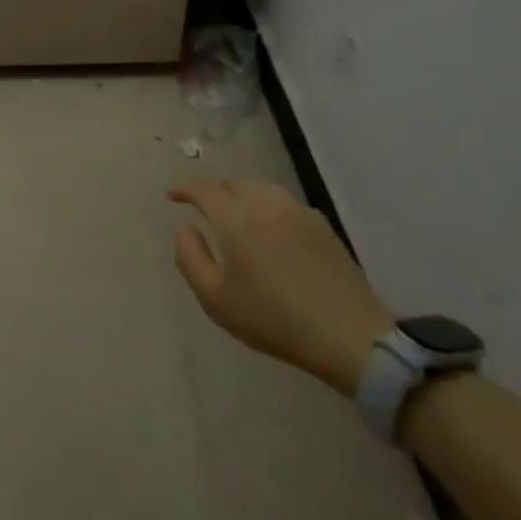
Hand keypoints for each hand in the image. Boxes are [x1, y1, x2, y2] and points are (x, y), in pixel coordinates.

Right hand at [168, 179, 391, 395]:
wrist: (348, 334)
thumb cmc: (272, 318)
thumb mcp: (215, 298)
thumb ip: (190, 257)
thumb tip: (183, 228)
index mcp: (236, 218)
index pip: (204, 189)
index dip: (185, 189)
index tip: (172, 196)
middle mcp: (266, 204)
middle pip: (233, 185)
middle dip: (213, 192)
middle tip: (202, 209)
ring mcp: (299, 212)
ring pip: (261, 190)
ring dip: (241, 196)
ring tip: (234, 216)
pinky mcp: (323, 227)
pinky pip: (284, 204)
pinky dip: (267, 208)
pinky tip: (269, 230)